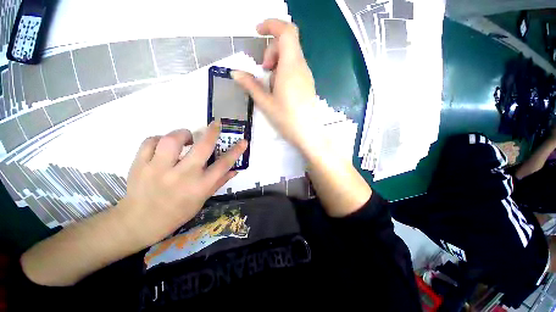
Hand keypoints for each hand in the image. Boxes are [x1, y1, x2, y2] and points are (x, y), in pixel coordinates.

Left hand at [119, 122, 247, 245]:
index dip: (236, 151)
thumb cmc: (177, 212)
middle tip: (216, 124)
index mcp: (200, 187)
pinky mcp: (140, 165)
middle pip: (202, 148)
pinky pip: (150, 141)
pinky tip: (163, 146)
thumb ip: (219, 182)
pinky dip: (159, 139)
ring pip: (172, 140)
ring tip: (187, 138)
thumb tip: (235, 169)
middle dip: (212, 132)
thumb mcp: (202, 200)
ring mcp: (158, 170)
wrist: (140, 222)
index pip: (223, 165)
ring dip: (183, 134)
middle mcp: (182, 176)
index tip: (243, 141)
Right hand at [232, 19, 319, 154]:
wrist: (308, 134)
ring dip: (277, 63)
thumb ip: (250, 85)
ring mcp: (306, 76)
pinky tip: (280, 90)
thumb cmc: (287, 119)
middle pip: (287, 43)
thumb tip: (235, 73)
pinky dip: (284, 72)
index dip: (271, 25)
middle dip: (271, 51)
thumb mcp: (265, 103)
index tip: (257, 33)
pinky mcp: (307, 84)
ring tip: (270, 85)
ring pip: (291, 57)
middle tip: (263, 71)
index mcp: (291, 67)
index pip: (286, 31)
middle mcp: (301, 67)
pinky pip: (295, 69)